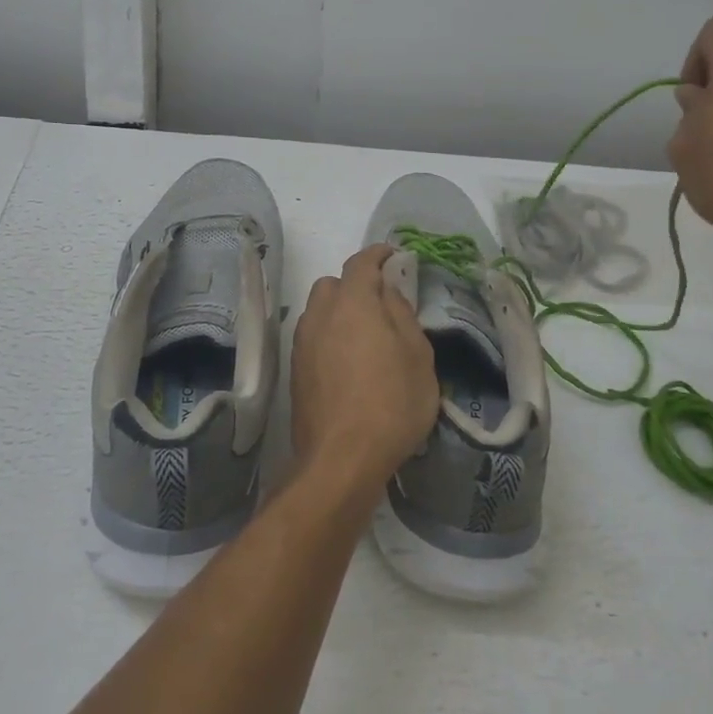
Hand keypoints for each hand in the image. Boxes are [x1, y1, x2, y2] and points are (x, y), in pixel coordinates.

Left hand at [289, 245, 439, 494]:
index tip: (394, 256)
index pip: (361, 262)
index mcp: (352, 302)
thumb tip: (388, 290)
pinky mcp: (294, 370)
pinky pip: (313, 337)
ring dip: (339, 312)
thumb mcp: (417, 355)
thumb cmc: (392, 402)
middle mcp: (320, 314)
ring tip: (364, 337)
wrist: (341, 458)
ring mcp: (302, 342)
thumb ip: (401, 313)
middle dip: (355, 285)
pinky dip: (329, 337)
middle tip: (382, 305)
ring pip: (319, 311)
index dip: (378, 254)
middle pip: (334, 284)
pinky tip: (347, 363)